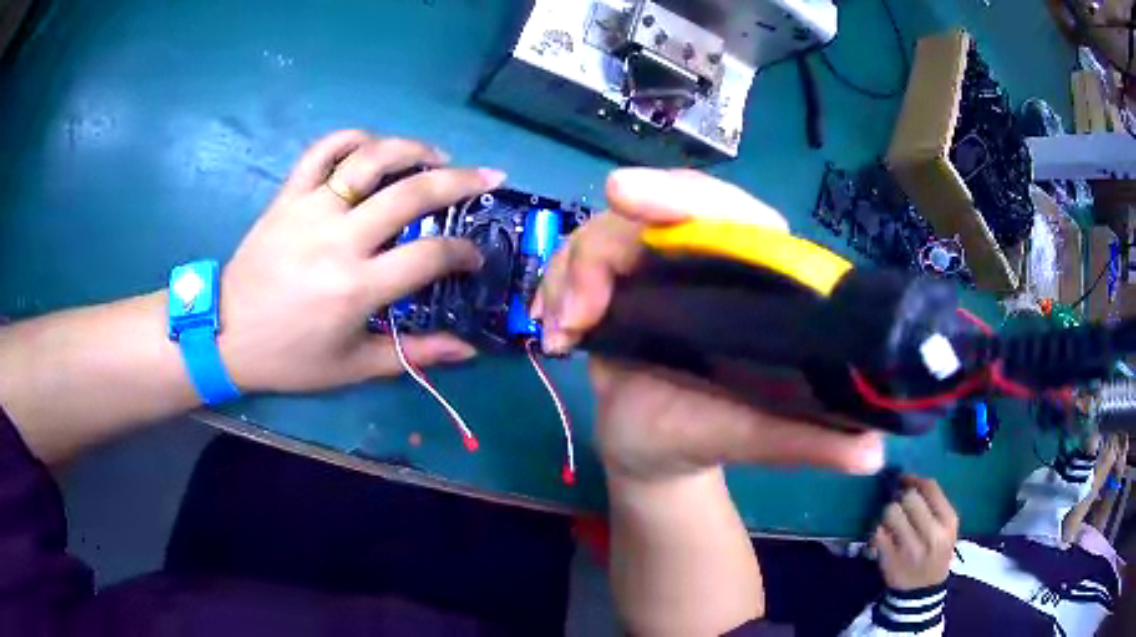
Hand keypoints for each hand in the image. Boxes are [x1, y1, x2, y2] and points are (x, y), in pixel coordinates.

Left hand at [218, 130, 505, 392]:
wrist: (226, 333)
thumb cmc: (290, 357)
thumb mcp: (352, 367)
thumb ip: (412, 355)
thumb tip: (467, 351)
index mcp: (357, 287)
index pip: (429, 256)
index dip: (463, 253)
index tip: (474, 255)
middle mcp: (339, 239)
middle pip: (412, 192)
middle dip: (461, 181)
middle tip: (487, 177)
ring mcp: (311, 209)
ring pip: (370, 158)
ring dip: (412, 147)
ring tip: (437, 154)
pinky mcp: (289, 195)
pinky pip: (323, 150)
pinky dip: (353, 137)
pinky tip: (373, 145)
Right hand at [534, 168, 883, 481]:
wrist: (652, 455)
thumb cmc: (708, 439)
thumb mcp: (758, 439)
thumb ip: (810, 444)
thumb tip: (873, 453)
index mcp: (755, 280)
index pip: (731, 213)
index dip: (683, 197)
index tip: (624, 196)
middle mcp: (706, 261)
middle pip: (656, 211)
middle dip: (606, 242)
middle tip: (577, 299)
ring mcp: (655, 269)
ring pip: (605, 232)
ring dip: (571, 274)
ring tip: (565, 335)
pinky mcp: (616, 284)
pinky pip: (577, 258)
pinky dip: (553, 286)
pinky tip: (555, 336)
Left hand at [873, 476, 957, 590]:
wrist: (922, 591)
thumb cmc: (936, 552)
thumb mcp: (946, 528)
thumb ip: (933, 504)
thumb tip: (909, 478)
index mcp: (948, 521)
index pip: (930, 487)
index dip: (914, 479)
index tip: (905, 480)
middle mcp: (931, 534)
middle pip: (909, 498)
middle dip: (901, 496)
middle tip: (899, 502)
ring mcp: (909, 549)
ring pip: (891, 512)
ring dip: (888, 512)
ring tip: (891, 519)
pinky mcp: (890, 560)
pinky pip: (877, 533)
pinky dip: (878, 530)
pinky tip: (884, 535)